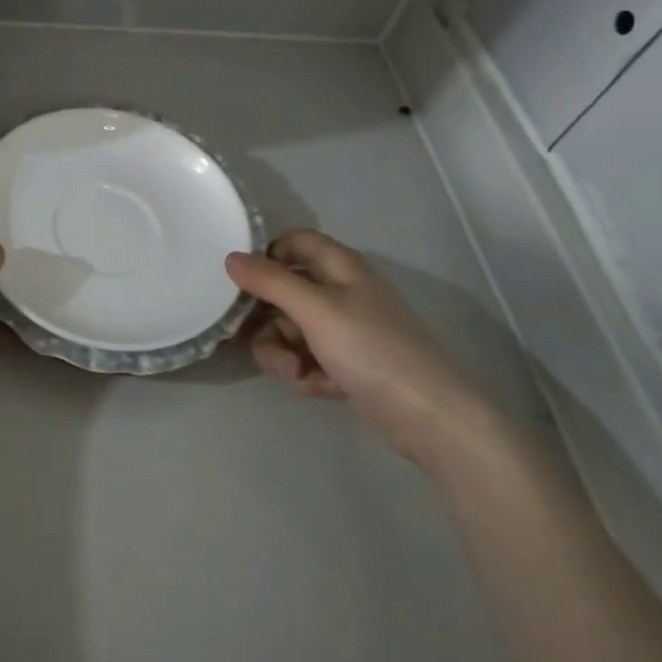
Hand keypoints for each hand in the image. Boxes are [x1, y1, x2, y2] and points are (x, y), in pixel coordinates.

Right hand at [226, 230, 487, 461]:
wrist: (431, 418)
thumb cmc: (373, 350)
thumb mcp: (316, 311)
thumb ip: (270, 282)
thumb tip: (230, 257)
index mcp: (340, 268)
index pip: (295, 243)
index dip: (267, 257)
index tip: (243, 284)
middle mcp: (342, 293)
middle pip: (284, 292)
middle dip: (267, 320)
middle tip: (257, 339)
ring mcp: (346, 331)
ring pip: (290, 330)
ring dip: (282, 352)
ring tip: (295, 374)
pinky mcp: (348, 364)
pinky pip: (308, 358)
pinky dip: (308, 372)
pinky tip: (322, 388)